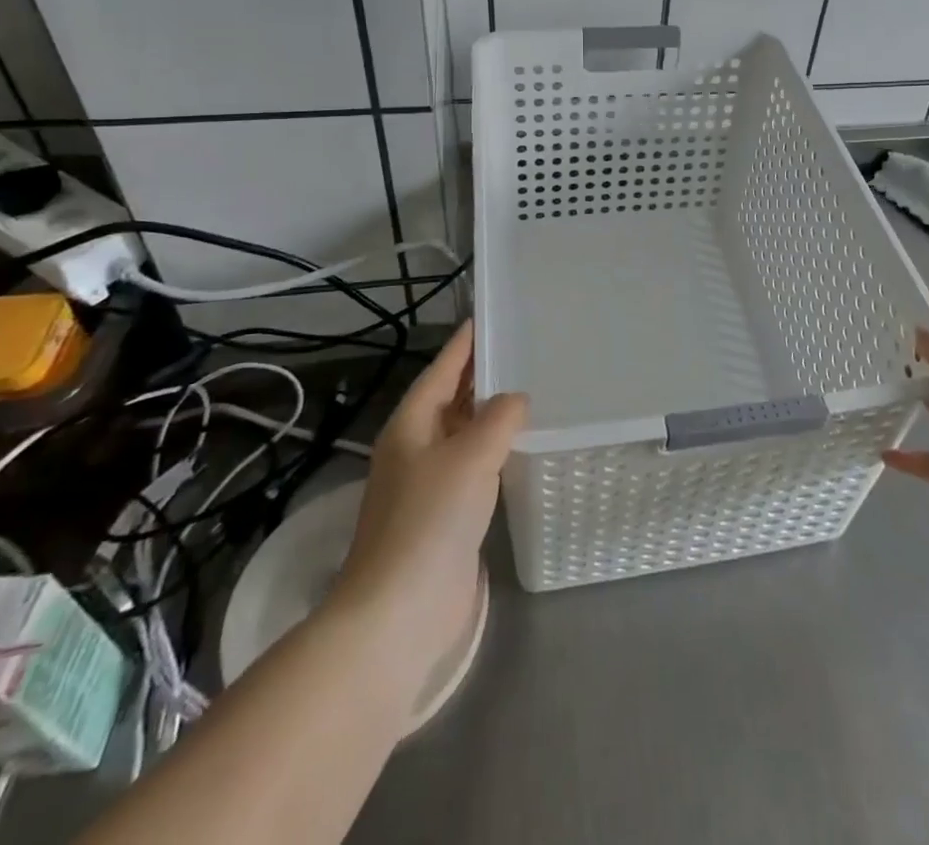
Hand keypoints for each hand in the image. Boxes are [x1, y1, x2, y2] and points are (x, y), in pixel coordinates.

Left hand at [331, 321, 527, 686]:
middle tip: (521, 349)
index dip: (464, 344)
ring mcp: (428, 484)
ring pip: (463, 433)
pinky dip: (495, 450)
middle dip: (480, 375)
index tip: (487, 317)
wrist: (400, 612)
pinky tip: (520, 447)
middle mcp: (415, 448)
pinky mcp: (444, 516)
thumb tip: (515, 400)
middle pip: (450, 398)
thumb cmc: (430, 520)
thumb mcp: (470, 456)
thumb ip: (498, 418)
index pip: (441, 370)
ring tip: (529, 389)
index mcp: (411, 425)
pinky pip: (473, 466)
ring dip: (490, 413)